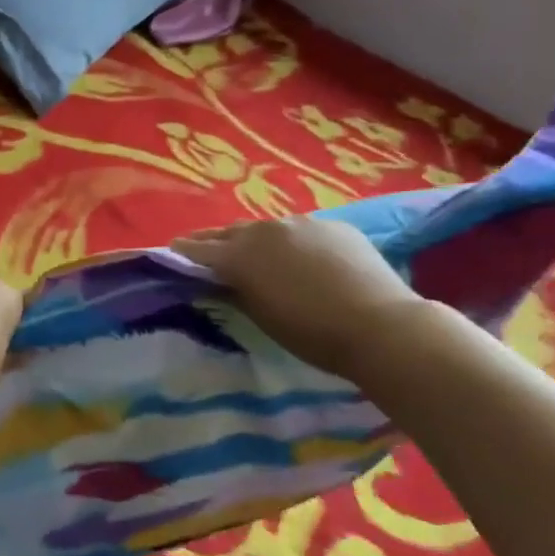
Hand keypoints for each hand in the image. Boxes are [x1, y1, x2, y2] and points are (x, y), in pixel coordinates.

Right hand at [172, 218, 420, 381]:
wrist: (382, 326)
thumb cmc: (312, 333)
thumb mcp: (262, 317)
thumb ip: (234, 293)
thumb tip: (218, 283)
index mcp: (239, 254)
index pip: (197, 249)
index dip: (182, 253)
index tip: (172, 256)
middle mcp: (264, 229)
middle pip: (229, 232)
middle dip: (214, 242)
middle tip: (206, 254)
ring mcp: (302, 222)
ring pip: (267, 229)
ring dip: (255, 241)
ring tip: (256, 256)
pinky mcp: (334, 225)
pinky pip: (302, 231)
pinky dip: (293, 243)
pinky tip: (303, 260)